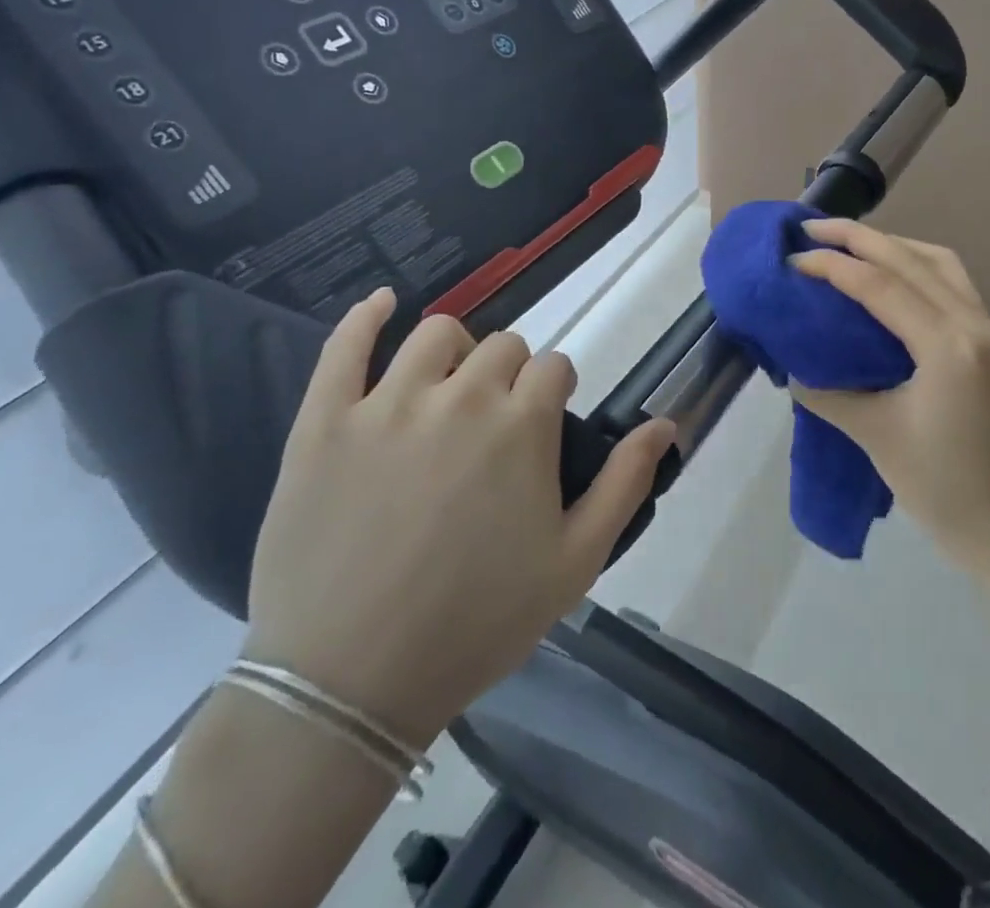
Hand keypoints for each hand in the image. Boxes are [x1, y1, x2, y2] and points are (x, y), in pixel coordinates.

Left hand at [242, 288, 675, 746]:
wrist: (347, 686)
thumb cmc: (476, 624)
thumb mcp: (575, 562)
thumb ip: (625, 482)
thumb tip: (665, 424)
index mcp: (522, 425)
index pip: (554, 367)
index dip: (555, 391)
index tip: (545, 424)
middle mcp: (461, 397)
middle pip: (502, 346)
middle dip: (511, 374)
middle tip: (497, 424)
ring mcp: (387, 404)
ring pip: (435, 335)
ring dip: (454, 352)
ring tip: (448, 389)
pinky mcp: (325, 422)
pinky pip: (344, 346)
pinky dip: (366, 316)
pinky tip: (382, 302)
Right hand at [790, 220, 989, 570]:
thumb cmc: (936, 484)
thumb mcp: (872, 433)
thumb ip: (827, 391)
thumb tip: (794, 367)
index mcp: (947, 347)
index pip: (881, 286)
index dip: (833, 266)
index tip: (793, 259)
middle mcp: (974, 323)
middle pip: (910, 260)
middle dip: (859, 237)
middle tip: (811, 227)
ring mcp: (987, 328)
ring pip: (937, 261)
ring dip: (891, 244)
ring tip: (848, 242)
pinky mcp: (988, 338)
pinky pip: (951, 280)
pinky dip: (916, 263)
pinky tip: (890, 270)